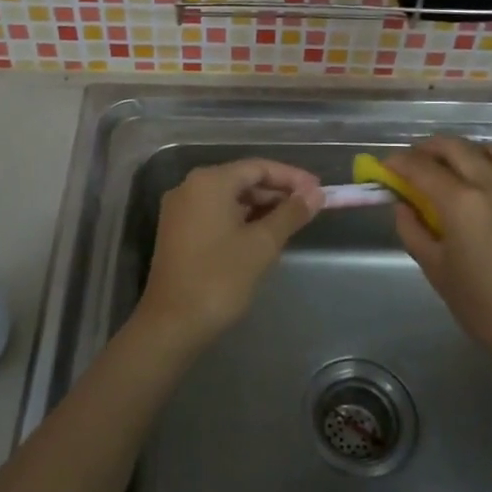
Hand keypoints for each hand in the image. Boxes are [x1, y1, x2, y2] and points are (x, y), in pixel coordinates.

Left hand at [136, 158, 322, 351]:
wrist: (172, 324)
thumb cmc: (220, 278)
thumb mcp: (262, 244)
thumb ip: (290, 214)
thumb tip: (316, 194)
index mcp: (209, 181)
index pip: (258, 167)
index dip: (292, 177)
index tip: (319, 190)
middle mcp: (190, 187)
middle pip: (242, 179)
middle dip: (277, 191)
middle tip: (310, 206)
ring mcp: (181, 209)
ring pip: (229, 197)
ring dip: (261, 206)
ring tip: (293, 220)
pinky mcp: (178, 230)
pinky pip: (216, 213)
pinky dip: (241, 218)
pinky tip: (264, 232)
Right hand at [383, 136, 491, 377]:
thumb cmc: (484, 307)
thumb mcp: (436, 270)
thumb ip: (413, 231)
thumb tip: (403, 206)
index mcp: (460, 203)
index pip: (421, 167)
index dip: (398, 163)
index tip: (385, 167)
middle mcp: (490, 185)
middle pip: (453, 147)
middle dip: (426, 149)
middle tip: (411, 162)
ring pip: (486, 149)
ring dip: (461, 150)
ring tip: (448, 166)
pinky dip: (488, 161)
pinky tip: (479, 181)